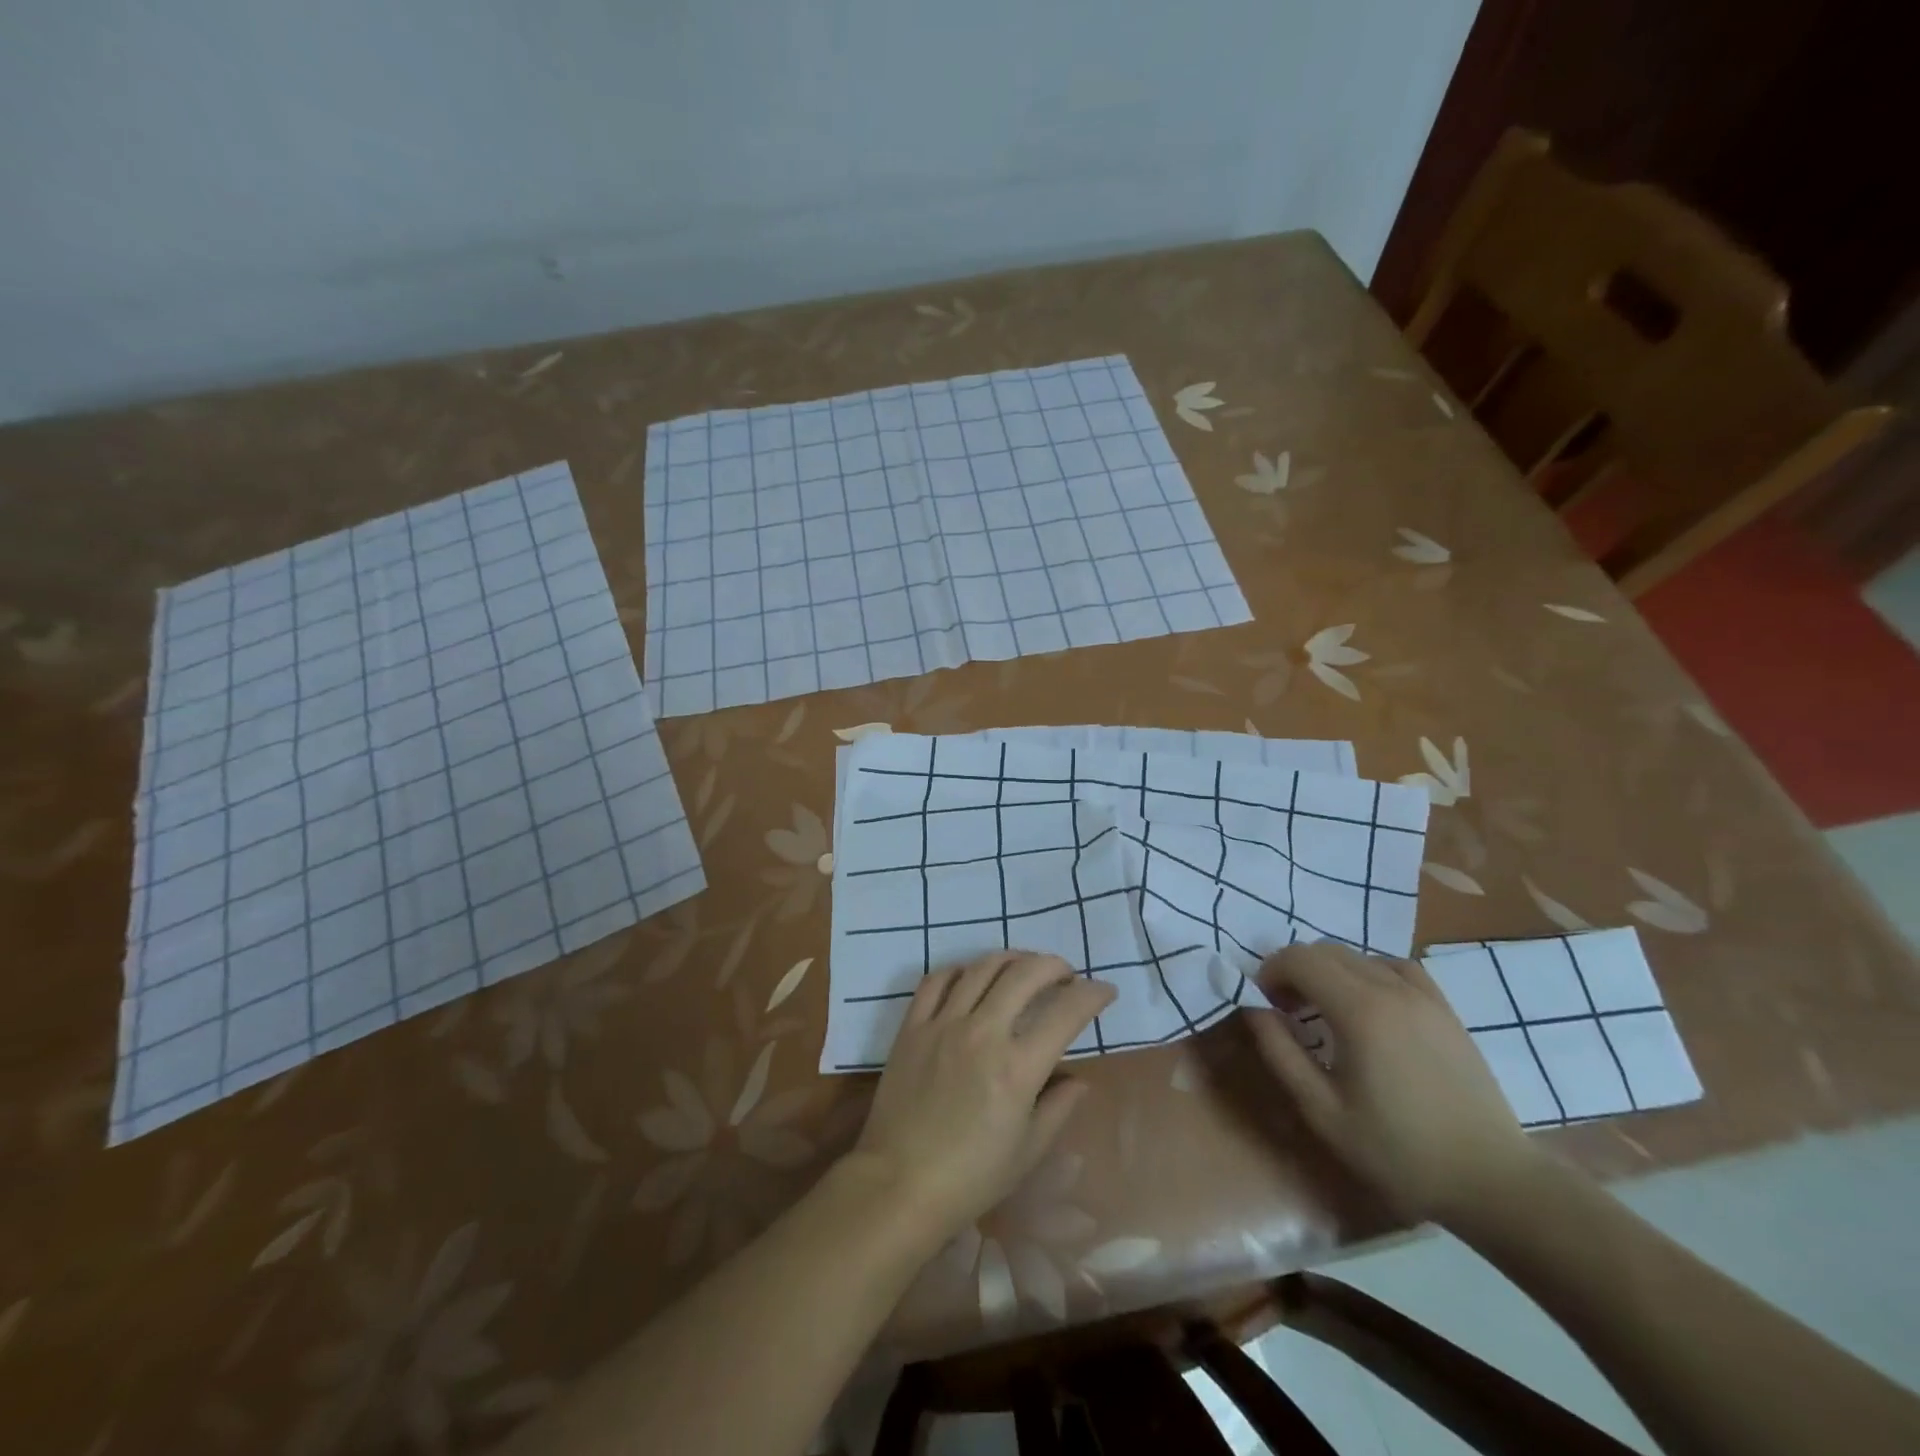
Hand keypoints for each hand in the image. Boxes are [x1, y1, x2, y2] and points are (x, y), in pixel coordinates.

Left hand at [846, 951, 1114, 1243]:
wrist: (899, 1184)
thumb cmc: (971, 1177)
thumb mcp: (1028, 1151)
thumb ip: (1059, 1107)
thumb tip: (1079, 1079)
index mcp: (1017, 1068)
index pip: (1066, 1012)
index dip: (1092, 994)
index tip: (1105, 991)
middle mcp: (982, 1033)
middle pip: (1025, 974)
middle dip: (1054, 966)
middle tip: (1065, 975)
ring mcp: (943, 1024)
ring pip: (982, 967)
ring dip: (1012, 959)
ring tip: (1025, 967)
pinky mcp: (912, 1026)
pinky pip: (937, 980)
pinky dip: (960, 969)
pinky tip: (972, 976)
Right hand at [1246, 942, 1540, 1222]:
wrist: (1492, 1181)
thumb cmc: (1399, 1151)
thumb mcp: (1323, 1110)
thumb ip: (1280, 1052)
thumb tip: (1253, 1007)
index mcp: (1359, 1011)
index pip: (1298, 958)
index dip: (1270, 972)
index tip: (1265, 1004)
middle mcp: (1391, 988)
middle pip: (1325, 950)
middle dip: (1295, 970)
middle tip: (1286, 1010)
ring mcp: (1424, 996)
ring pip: (1359, 956)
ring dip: (1329, 971)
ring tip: (1325, 1010)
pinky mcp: (1445, 1009)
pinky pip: (1396, 967)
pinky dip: (1369, 972)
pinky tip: (1369, 1004)